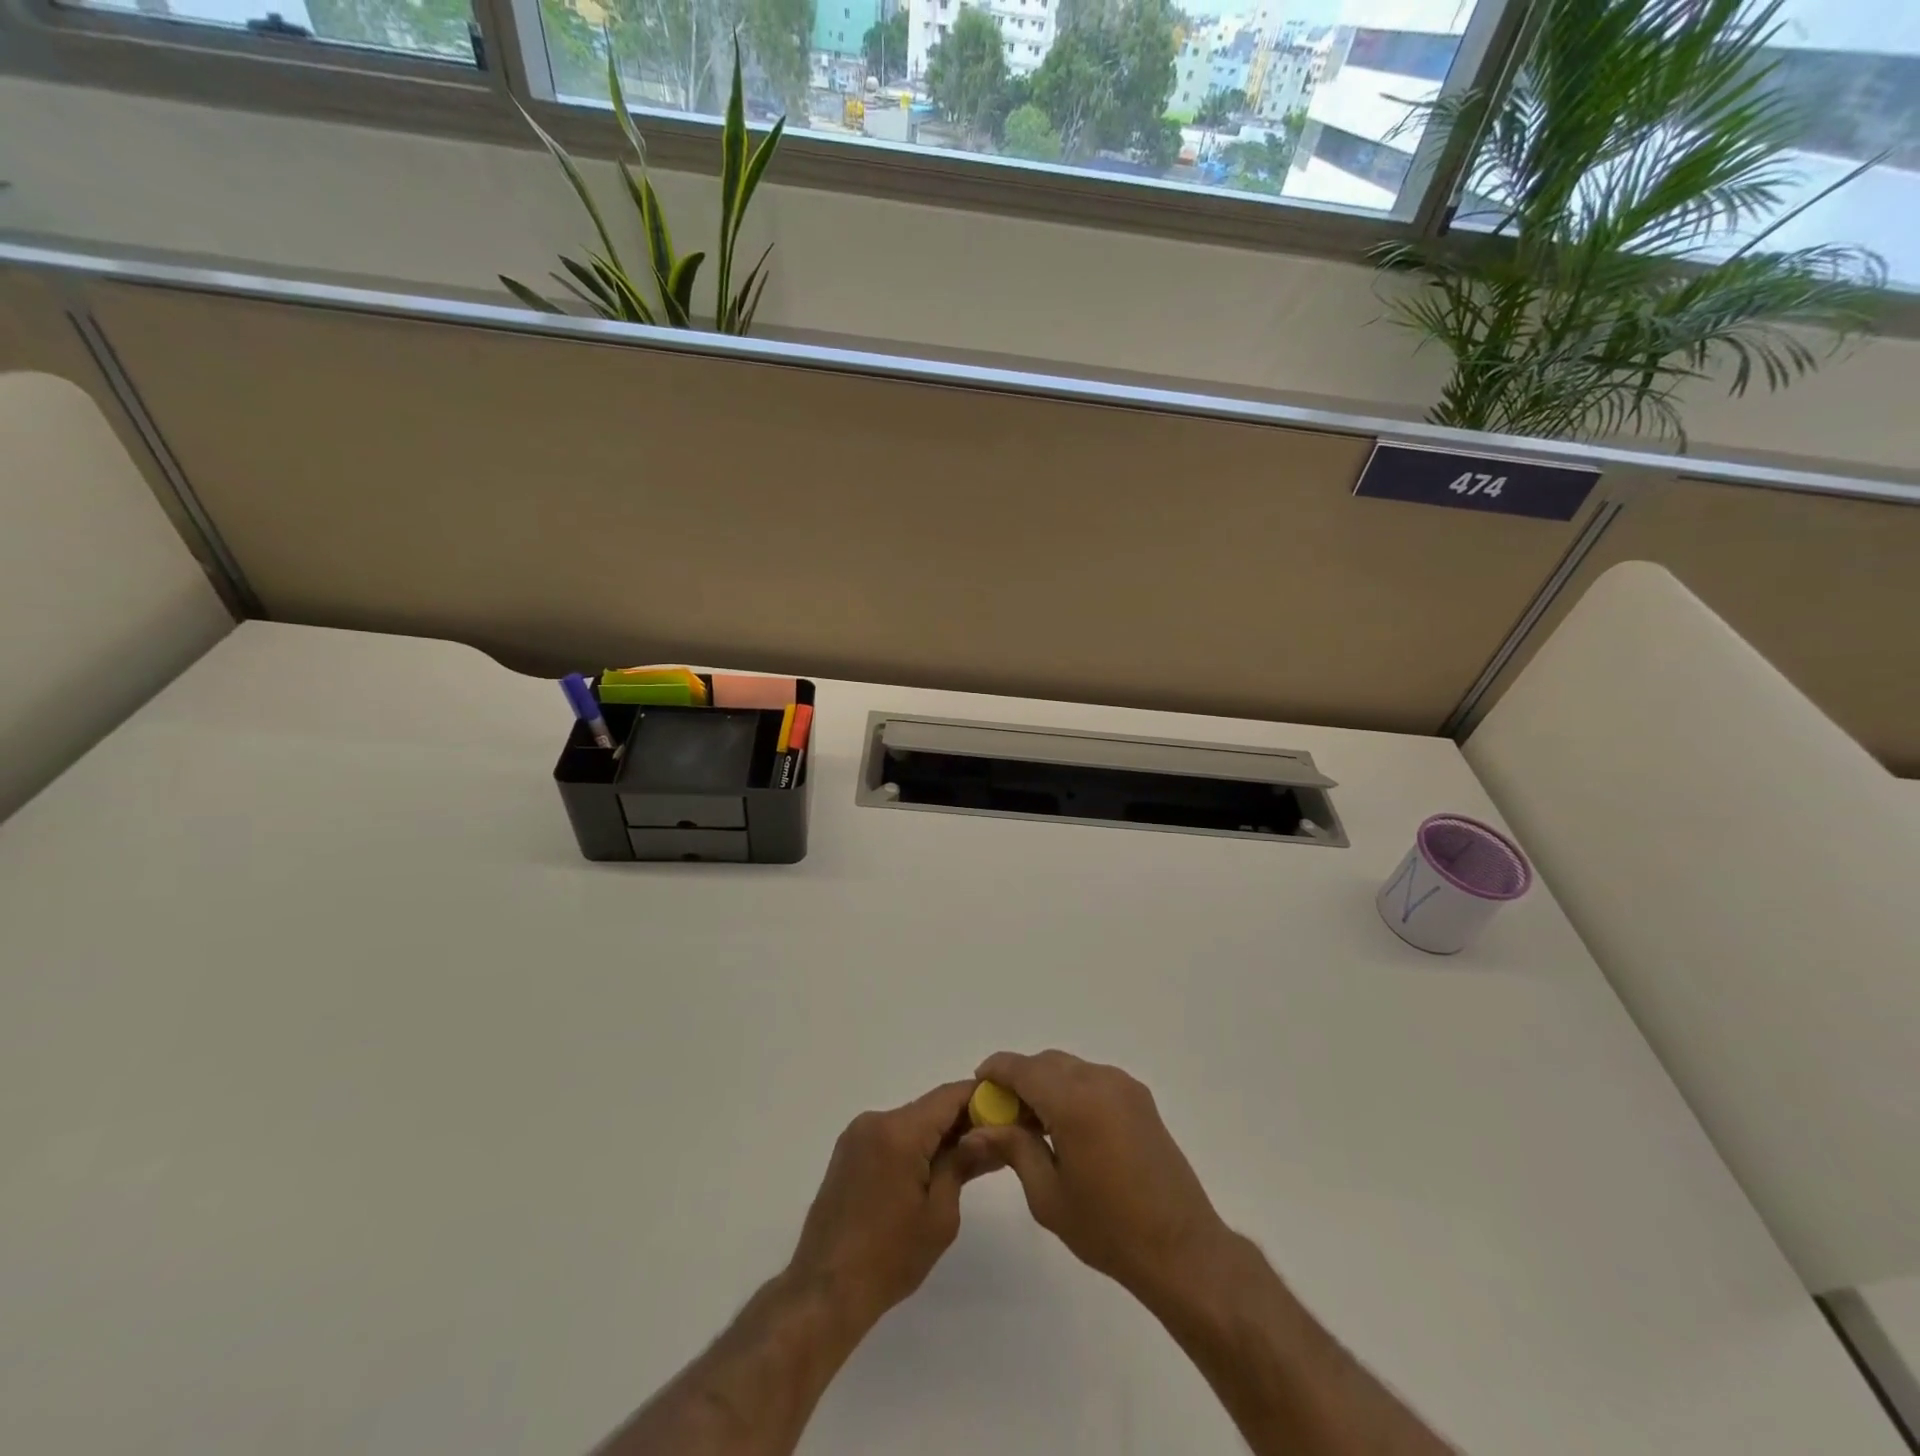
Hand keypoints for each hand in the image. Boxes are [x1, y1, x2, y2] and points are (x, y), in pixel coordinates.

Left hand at [786, 1080, 1003, 1336]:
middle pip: (929, 1108)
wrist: (825, 1290)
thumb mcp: (940, 1215)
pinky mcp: (848, 1152)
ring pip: (910, 1122)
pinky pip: (891, 1136)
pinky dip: (914, 1146)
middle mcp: (875, 1120)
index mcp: (898, 1132)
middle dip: (962, 1120)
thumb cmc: (889, 1257)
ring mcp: (857, 1135)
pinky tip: (931, 1171)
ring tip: (967, 1160)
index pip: (948, 1096)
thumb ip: (963, 1165)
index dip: (980, 1098)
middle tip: (995, 1140)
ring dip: (937, 1135)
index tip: (1007, 1108)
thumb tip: (988, 1135)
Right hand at [969, 1050, 1229, 1305]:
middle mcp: (1100, 1080)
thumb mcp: (1048, 1194)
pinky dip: (1071, 1090)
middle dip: (1020, 1079)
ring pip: (1070, 1068)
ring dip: (1046, 1084)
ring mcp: (1124, 1086)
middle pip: (1046, 1063)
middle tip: (1003, 1114)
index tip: (978, 1086)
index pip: (1022, 1068)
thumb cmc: (1108, 1228)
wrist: (1181, 1248)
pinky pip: (1093, 1079)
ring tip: (1034, 1125)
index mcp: (1074, 1101)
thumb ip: (1012, 1149)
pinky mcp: (1140, 1098)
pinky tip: (1066, 1127)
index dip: (996, 1071)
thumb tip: (977, 1130)